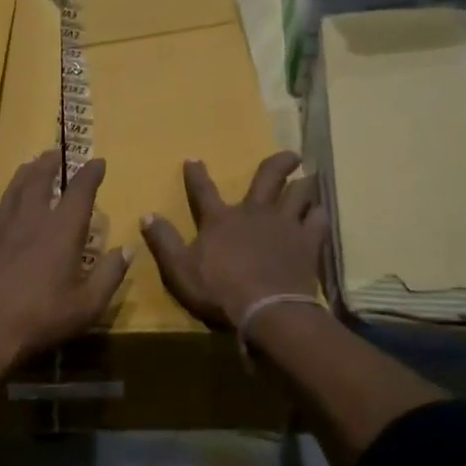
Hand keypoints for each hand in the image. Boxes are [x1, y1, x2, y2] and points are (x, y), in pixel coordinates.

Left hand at [0, 150, 131, 390]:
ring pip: (16, 188)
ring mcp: (4, 228)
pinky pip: (2, 207)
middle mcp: (32, 219)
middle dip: (51, 163)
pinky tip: (11, 204)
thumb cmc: (41, 318)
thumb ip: (109, 275)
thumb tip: (127, 249)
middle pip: (40, 179)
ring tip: (32, 163)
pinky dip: (11, 195)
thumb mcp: (87, 305)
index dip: (91, 174)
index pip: (80, 191)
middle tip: (57, 153)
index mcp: (61, 230)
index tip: (98, 161)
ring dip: (27, 172)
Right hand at [141, 152, 327, 329]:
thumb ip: (163, 241)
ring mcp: (284, 225)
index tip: (193, 159)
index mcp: (220, 219)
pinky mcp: (307, 243)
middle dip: (279, 163)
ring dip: (304, 186)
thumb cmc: (218, 290)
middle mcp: (254, 212)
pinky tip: (319, 214)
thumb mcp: (179, 269)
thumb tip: (146, 214)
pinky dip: (318, 215)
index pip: (203, 190)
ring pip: (300, 193)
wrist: (266, 310)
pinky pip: (318, 221)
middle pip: (268, 177)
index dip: (196, 174)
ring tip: (309, 181)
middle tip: (291, 155)